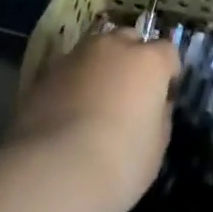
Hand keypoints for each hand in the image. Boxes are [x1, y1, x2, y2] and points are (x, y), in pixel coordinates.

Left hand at [6, 30, 178, 211]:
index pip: (167, 52)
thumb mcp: (156, 146)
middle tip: (129, 93)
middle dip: (133, 58)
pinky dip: (72, 83)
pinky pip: (68, 71)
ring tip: (95, 101)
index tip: (164, 97)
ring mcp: (76, 56)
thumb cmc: (119, 163)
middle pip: (129, 39)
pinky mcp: (45, 73)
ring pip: (95, 51)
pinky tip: (67, 114)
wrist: (53, 172)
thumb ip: (158, 115)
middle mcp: (113, 47)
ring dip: (100, 67)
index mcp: (148, 61)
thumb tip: (152, 105)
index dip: (168, 73)